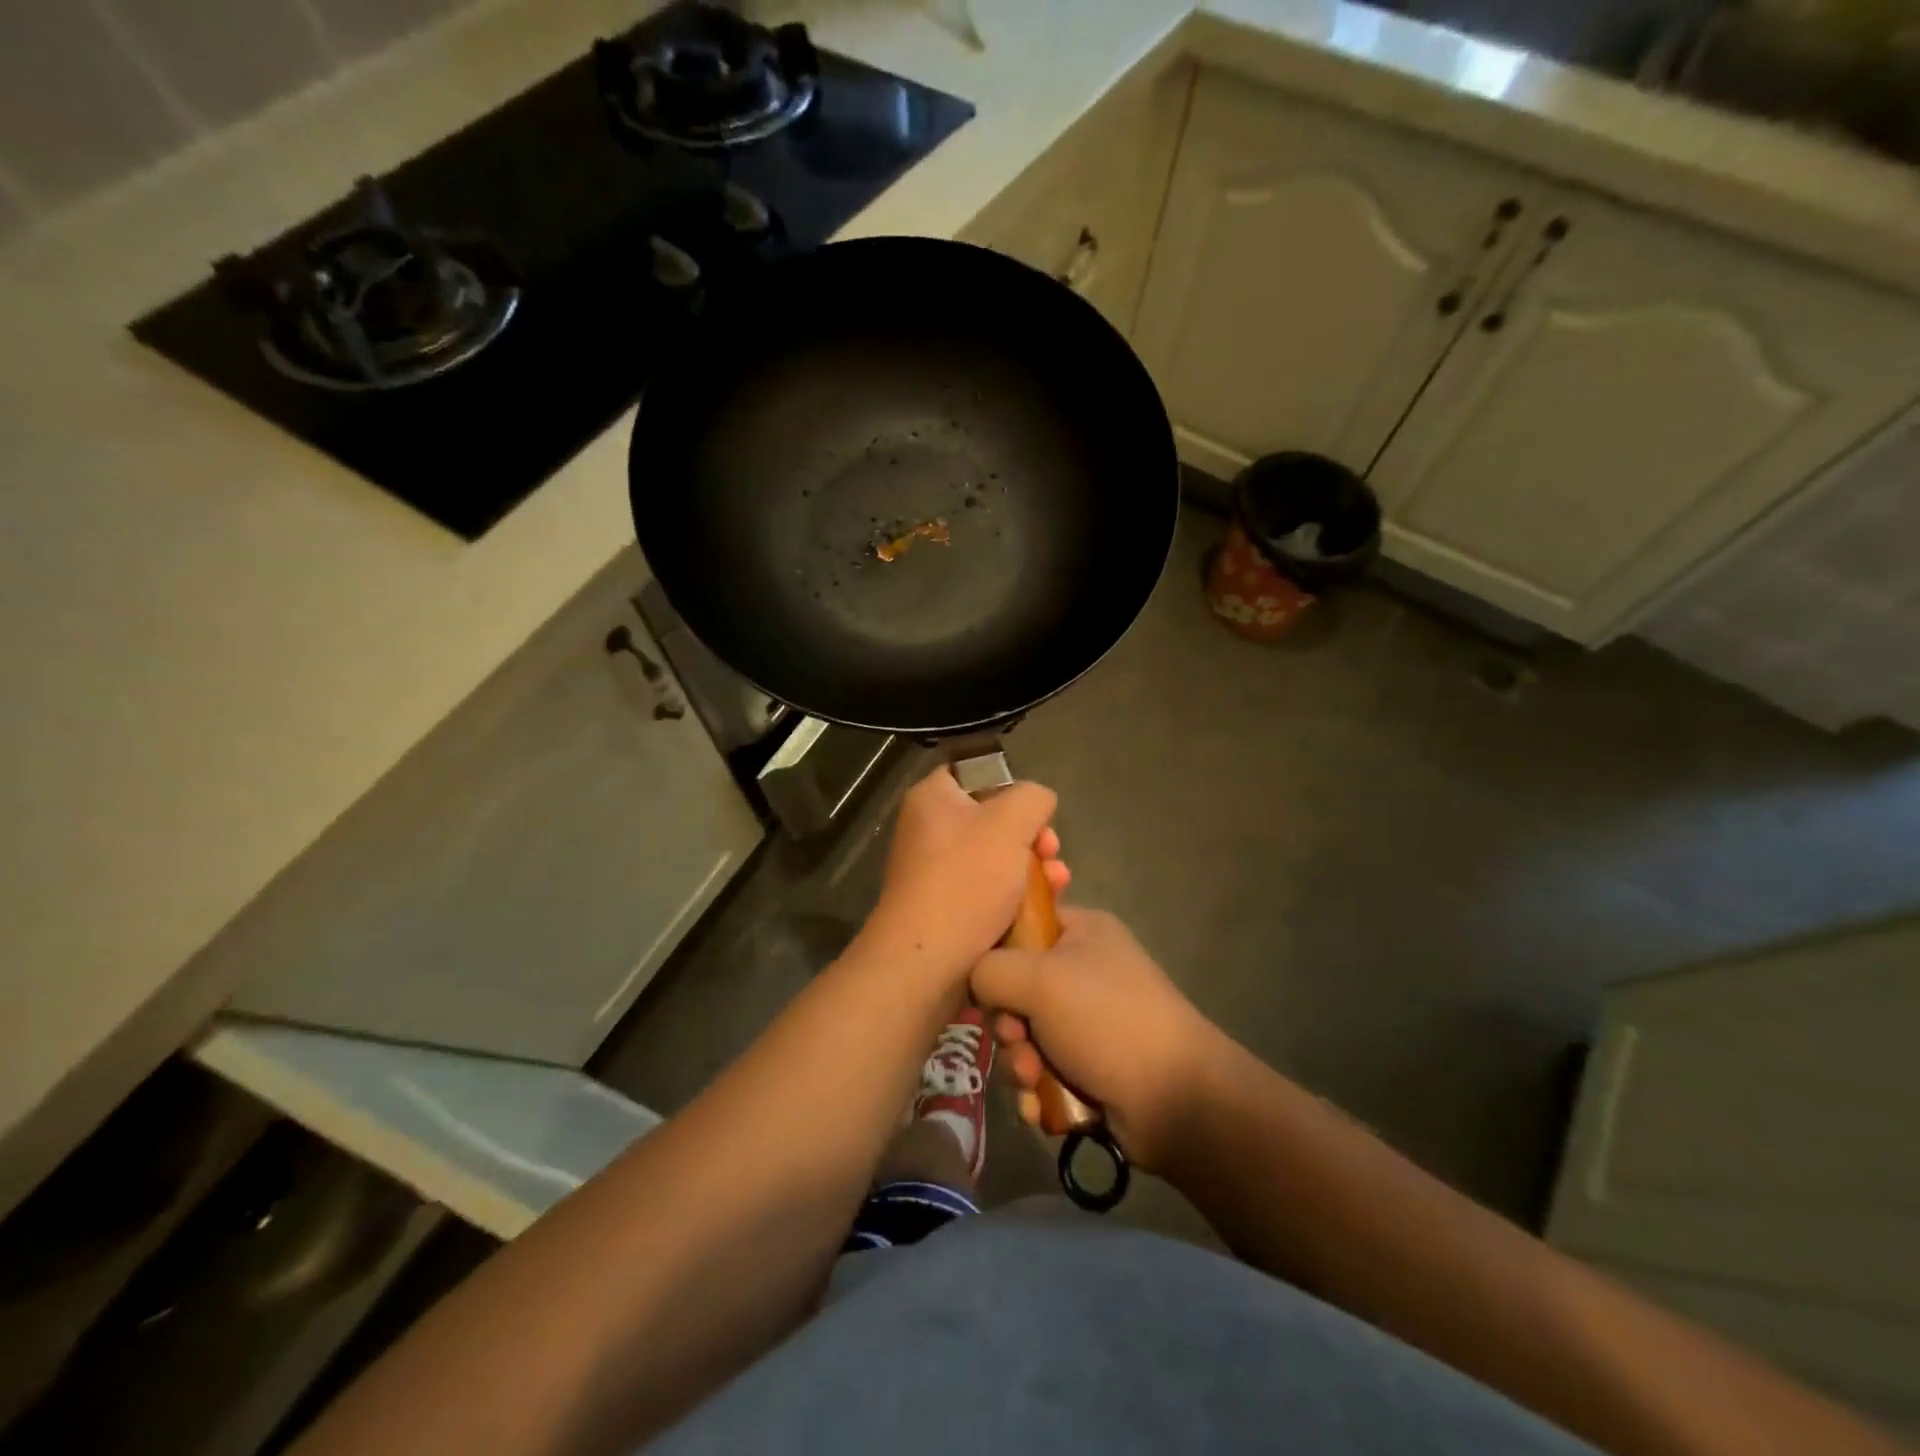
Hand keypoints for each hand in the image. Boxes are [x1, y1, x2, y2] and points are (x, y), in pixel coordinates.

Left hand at [858, 766, 1067, 987]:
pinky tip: (1046, 907)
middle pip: (994, 819)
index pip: (973, 773)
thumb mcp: (1010, 821)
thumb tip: (1037, 803)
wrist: (928, 961)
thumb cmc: (966, 879)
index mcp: (932, 798)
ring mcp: (937, 872)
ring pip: (998, 858)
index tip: (1035, 810)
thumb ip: (1032, 797)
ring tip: (1059, 883)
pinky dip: (1018, 896)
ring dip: (1034, 868)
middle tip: (1051, 851)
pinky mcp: (949, 908)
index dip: (1009, 785)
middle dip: (1032, 835)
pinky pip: (990, 891)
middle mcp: (930, 830)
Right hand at [971, 908, 1223, 1171]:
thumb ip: (989, 970)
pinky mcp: (1089, 1065)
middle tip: (1017, 1038)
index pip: (1021, 924)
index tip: (983, 981)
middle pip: (1015, 987)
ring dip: (1019, 1061)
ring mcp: (1088, 1020)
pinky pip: (1042, 1069)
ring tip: (1034, 1079)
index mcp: (1081, 932)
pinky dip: (1037, 1088)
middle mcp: (1084, 969)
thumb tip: (975, 983)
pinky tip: (1042, 1106)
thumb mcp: (1038, 979)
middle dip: (1008, 1022)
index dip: (995, 952)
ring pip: (1024, 1034)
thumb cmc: (1106, 1020)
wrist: (1176, 1100)